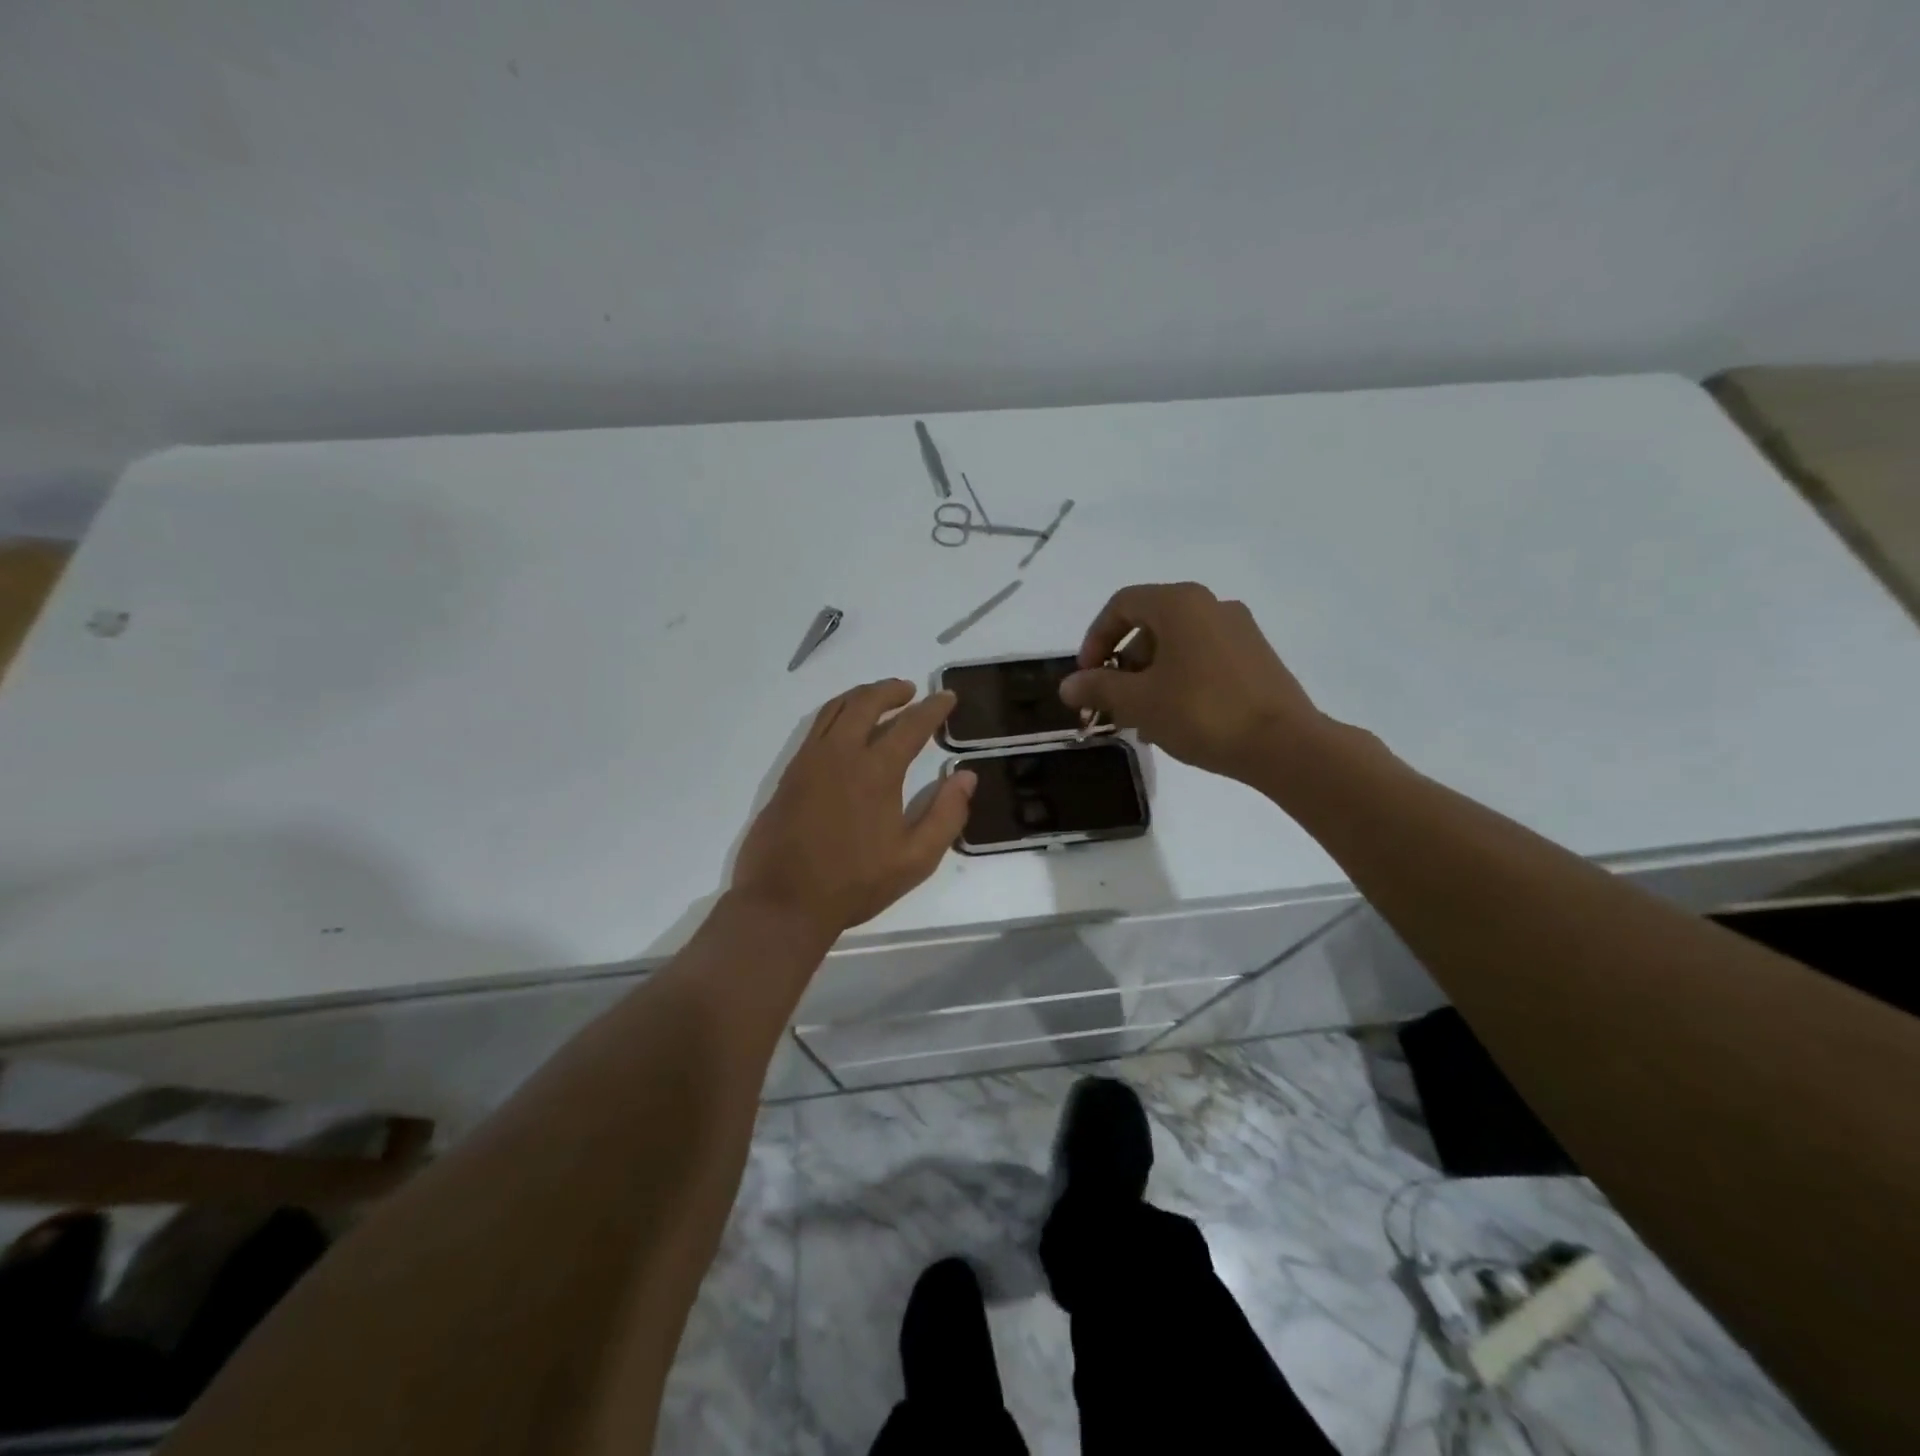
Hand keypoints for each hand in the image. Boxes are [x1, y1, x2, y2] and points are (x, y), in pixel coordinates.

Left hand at [733, 680, 975, 936]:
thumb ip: (946, 814)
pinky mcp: (790, 773)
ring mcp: (810, 760)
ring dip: (861, 695)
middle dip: (891, 690)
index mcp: (876, 771)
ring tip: (879, 697)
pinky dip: (836, 713)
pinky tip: (845, 727)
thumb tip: (966, 776)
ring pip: (835, 709)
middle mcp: (840, 754)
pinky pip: (816, 727)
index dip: (933, 708)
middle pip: (866, 703)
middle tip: (910, 690)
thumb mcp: (915, 859)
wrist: (784, 901)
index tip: (947, 697)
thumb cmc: (855, 883)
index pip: (911, 725)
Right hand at [1059, 582, 1326, 782]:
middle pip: (1149, 626)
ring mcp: (1238, 631)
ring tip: (1139, 722)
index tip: (1087, 676)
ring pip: (1176, 647)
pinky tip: (1173, 722)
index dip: (1095, 638)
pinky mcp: (1256, 657)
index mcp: (1180, 604)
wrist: (1284, 744)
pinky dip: (1178, 682)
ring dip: (1148, 679)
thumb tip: (1068, 685)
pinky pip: (1202, 660)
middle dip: (1122, 665)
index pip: (1121, 605)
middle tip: (1111, 703)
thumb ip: (1098, 687)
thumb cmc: (1202, 712)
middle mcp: (1211, 606)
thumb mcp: (1139, 701)